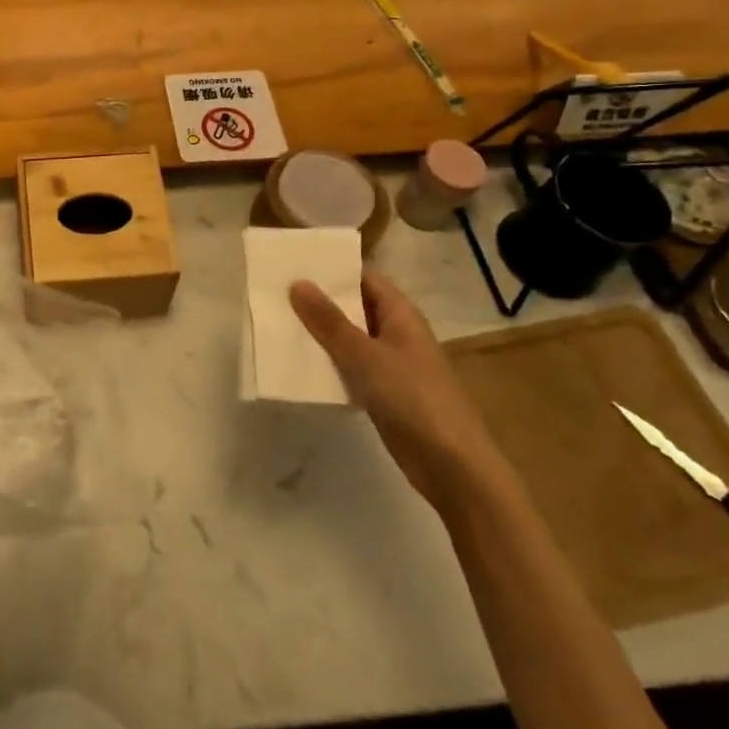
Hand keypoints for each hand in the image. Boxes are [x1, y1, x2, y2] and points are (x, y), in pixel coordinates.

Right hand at [289, 272, 503, 508]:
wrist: (452, 466)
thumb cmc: (413, 398)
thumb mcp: (365, 355)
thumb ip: (329, 321)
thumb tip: (298, 283)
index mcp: (400, 313)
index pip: (363, 277)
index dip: (332, 268)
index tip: (293, 262)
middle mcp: (397, 332)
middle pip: (354, 306)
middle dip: (319, 300)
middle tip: (275, 290)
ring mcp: (391, 364)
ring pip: (349, 338)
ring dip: (320, 332)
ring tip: (277, 321)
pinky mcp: (383, 393)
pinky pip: (350, 367)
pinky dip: (328, 362)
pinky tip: (298, 362)